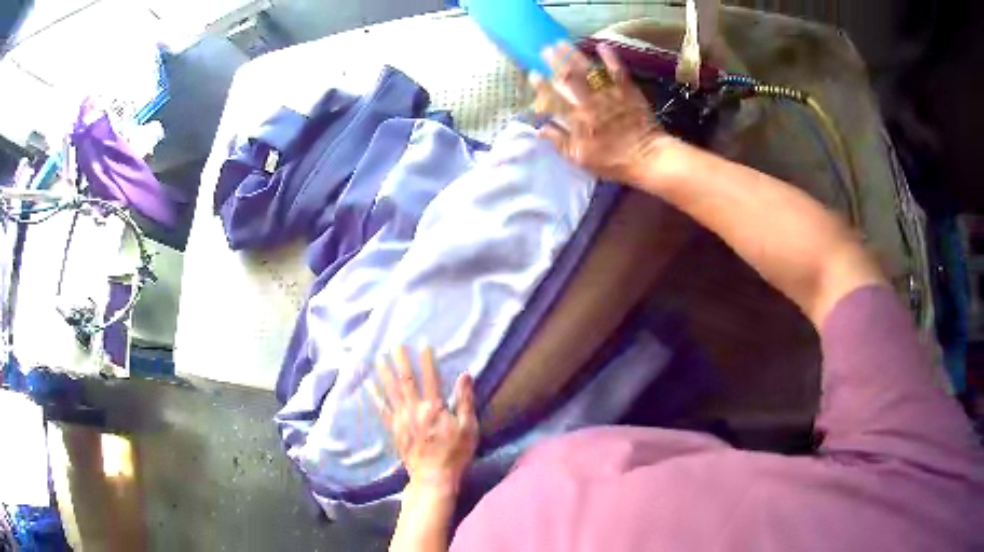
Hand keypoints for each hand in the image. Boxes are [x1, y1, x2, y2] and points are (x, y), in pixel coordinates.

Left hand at [370, 346, 478, 492]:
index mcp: (435, 407)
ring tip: (378, 358)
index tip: (423, 343)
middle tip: (394, 344)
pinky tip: (369, 385)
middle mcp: (415, 409)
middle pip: (406, 381)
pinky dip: (375, 396)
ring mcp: (402, 420)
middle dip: (401, 361)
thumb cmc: (455, 453)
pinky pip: (383, 410)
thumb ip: (465, 400)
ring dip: (384, 373)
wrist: (434, 476)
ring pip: (391, 392)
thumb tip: (465, 375)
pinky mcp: (395, 430)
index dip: (427, 360)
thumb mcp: (469, 427)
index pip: (431, 378)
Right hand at [534, 42, 667, 183]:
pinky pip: (617, 71)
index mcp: (577, 122)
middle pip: (569, 79)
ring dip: (573, 55)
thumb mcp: (581, 159)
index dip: (541, 86)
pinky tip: (602, 45)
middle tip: (544, 50)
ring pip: (588, 71)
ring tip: (561, 43)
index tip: (533, 74)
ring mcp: (609, 95)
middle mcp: (590, 104)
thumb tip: (540, 128)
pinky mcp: (627, 91)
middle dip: (555, 62)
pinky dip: (610, 58)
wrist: (649, 158)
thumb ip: (560, 142)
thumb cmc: (613, 162)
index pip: (554, 100)